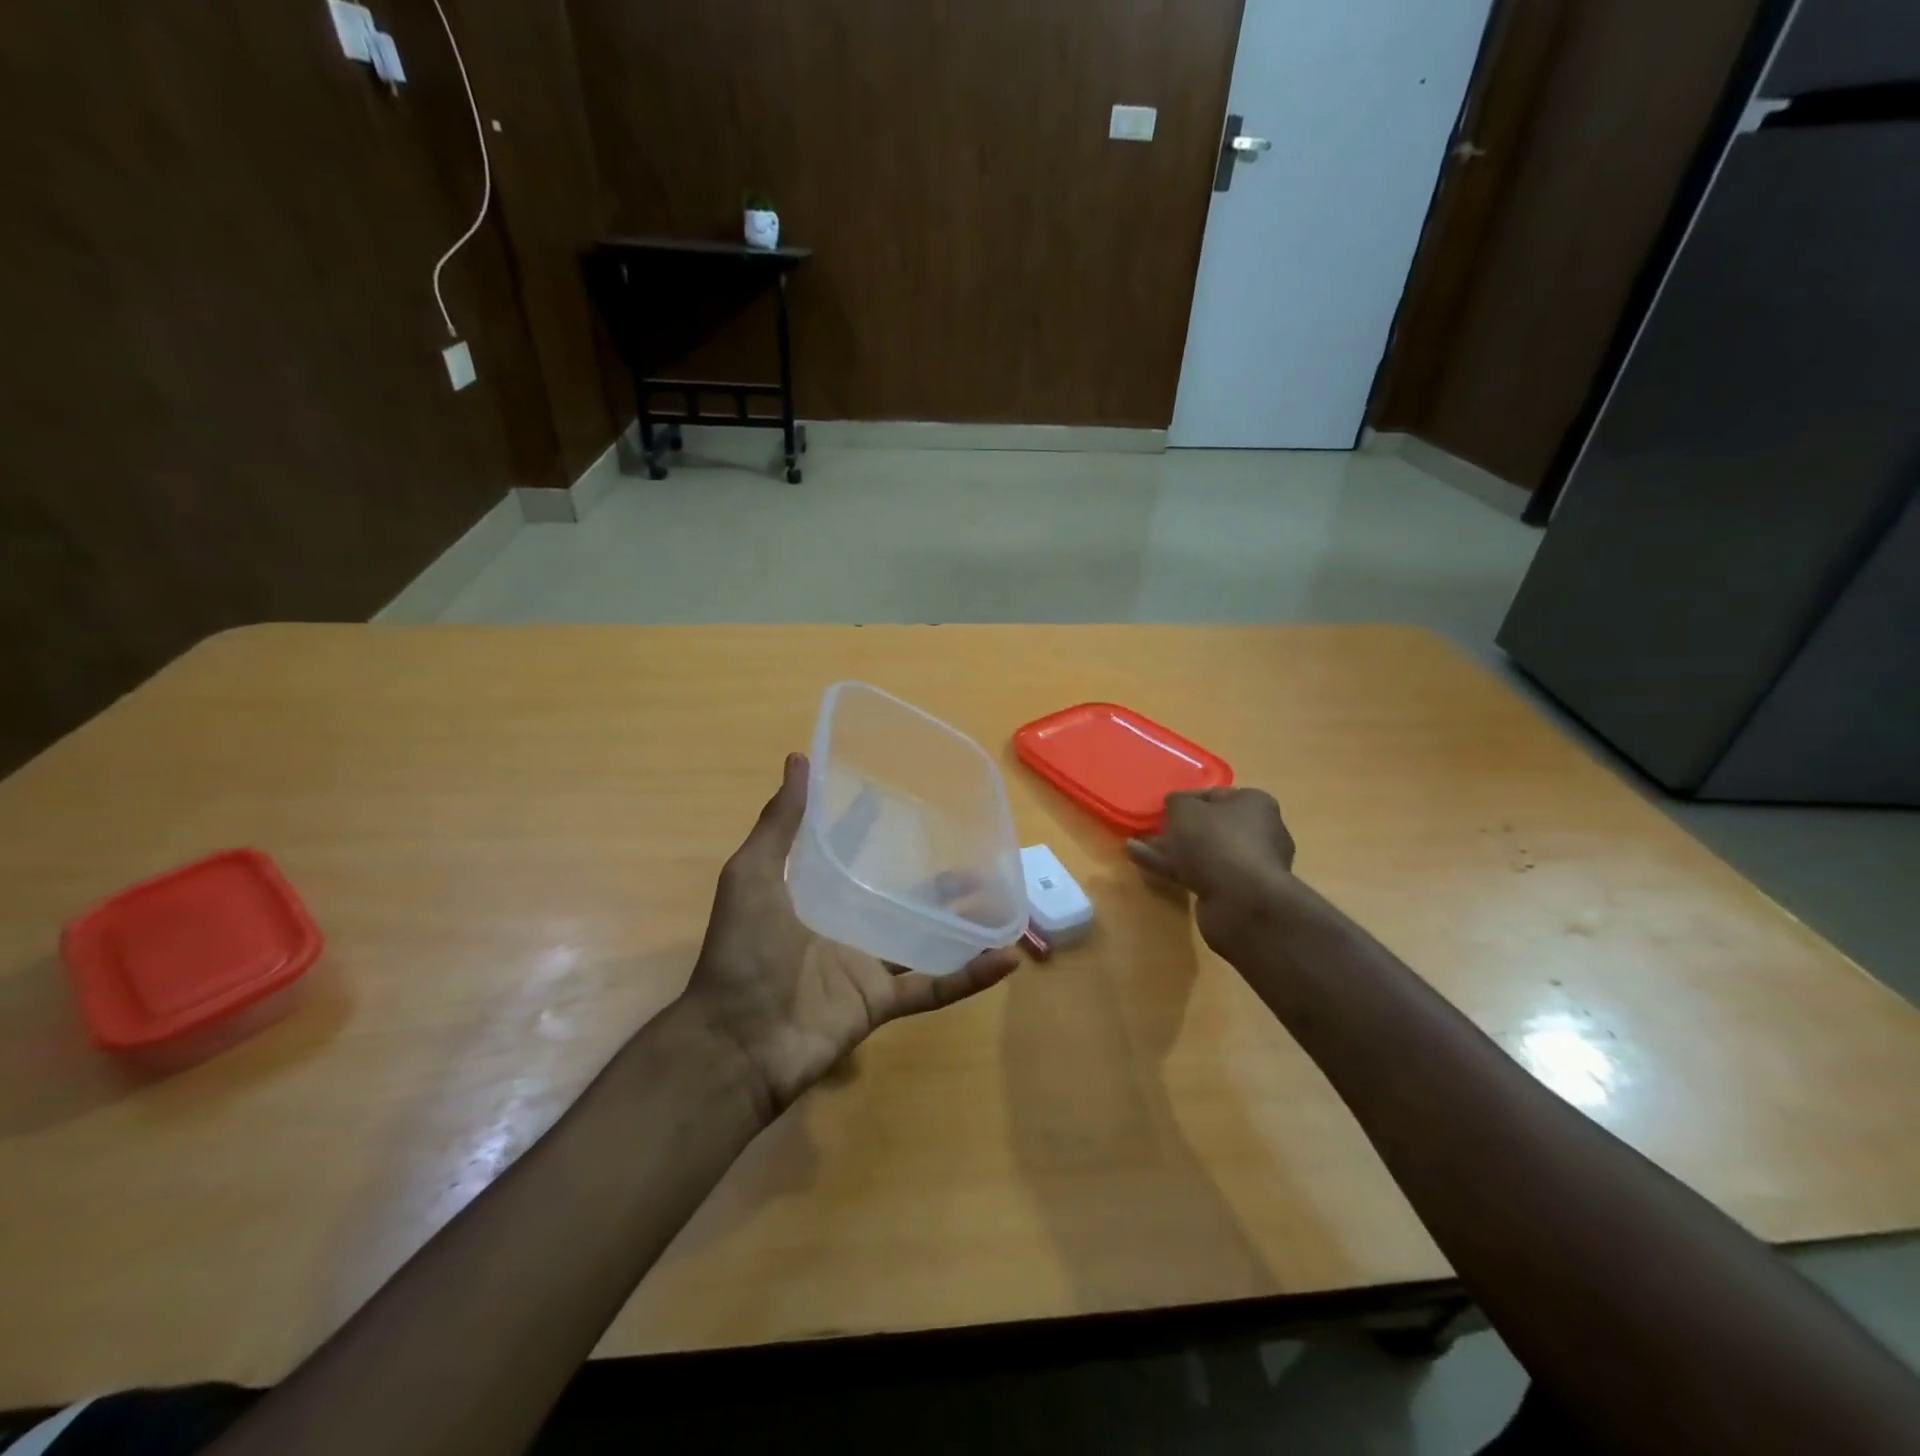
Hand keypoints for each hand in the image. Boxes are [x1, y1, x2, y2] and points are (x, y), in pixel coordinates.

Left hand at [682, 754, 1019, 1118]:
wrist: (736, 1043)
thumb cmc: (742, 951)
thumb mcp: (753, 876)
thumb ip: (779, 823)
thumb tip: (798, 759)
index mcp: (814, 895)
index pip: (849, 853)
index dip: (868, 827)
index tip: (901, 798)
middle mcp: (844, 926)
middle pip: (899, 897)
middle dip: (935, 879)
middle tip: (975, 853)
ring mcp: (865, 966)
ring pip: (926, 938)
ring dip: (964, 922)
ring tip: (1004, 899)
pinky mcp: (881, 1002)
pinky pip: (934, 987)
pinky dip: (970, 976)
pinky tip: (1007, 957)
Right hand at [1125, 788, 1296, 946]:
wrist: (1242, 902)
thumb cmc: (1217, 841)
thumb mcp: (1186, 810)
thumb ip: (1176, 802)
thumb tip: (1175, 804)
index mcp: (1253, 804)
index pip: (1214, 795)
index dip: (1185, 798)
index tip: (1162, 806)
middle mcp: (1256, 832)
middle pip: (1208, 826)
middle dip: (1176, 827)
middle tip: (1149, 827)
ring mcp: (1243, 864)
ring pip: (1199, 851)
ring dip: (1167, 848)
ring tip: (1133, 843)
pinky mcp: (1230, 891)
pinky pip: (1195, 872)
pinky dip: (1168, 866)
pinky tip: (1138, 860)